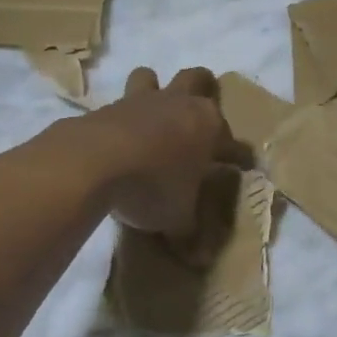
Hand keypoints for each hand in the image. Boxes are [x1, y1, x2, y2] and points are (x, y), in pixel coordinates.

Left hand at [72, 67, 250, 251]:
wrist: (94, 162)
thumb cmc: (153, 187)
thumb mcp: (177, 219)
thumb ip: (189, 234)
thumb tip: (200, 259)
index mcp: (209, 128)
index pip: (236, 144)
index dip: (240, 158)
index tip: (241, 168)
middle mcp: (179, 105)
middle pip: (199, 79)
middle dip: (204, 89)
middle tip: (202, 112)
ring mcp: (141, 101)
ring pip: (151, 77)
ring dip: (154, 88)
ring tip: (152, 112)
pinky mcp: (106, 107)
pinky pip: (117, 104)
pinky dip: (121, 117)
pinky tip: (117, 136)